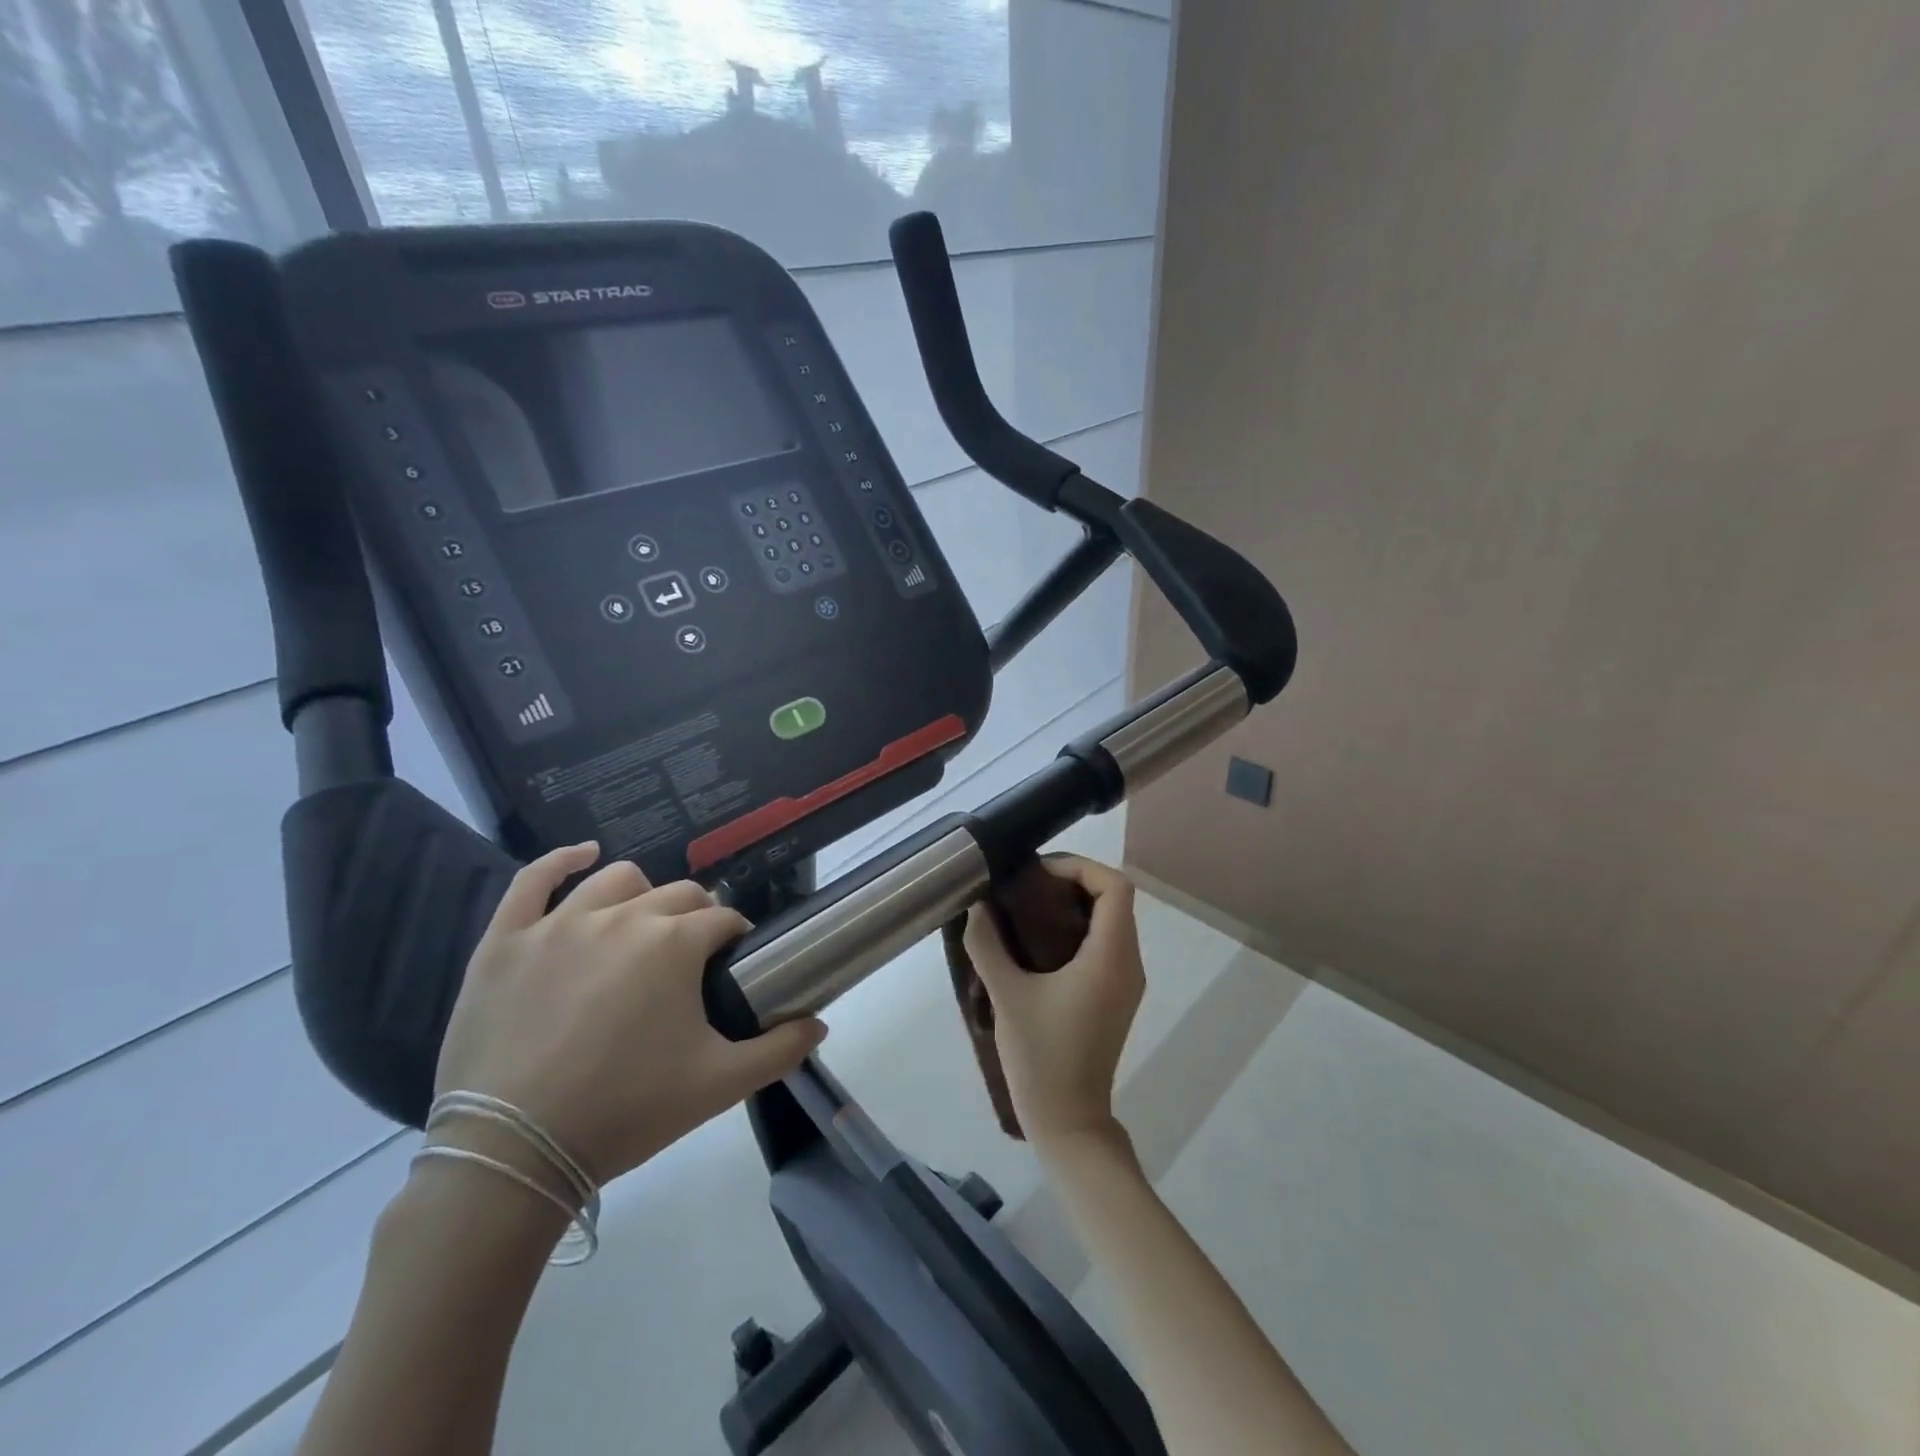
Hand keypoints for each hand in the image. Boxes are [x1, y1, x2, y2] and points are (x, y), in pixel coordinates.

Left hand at [433, 842, 826, 1186]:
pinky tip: (583, 856)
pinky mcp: (506, 939)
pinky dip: (562, 860)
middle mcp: (623, 917)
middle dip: (697, 917)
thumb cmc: (625, 1112)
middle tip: (692, 959)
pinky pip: (534, 878)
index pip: (724, 921)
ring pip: (617, 879)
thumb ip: (779, 1050)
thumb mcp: (718, 1086)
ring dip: (643, 895)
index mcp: (675, 944)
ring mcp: (559, 923)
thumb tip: (819, 1025)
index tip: (733, 965)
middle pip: (679, 895)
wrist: (511, 1153)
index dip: (735, 939)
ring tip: (643, 925)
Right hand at [963, 855, 1144, 1146]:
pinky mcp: (1118, 996)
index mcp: (1110, 958)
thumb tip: (977, 905)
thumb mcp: (1006, 996)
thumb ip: (987, 944)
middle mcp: (1128, 963)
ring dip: (1077, 904)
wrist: (1069, 1120)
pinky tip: (1041, 942)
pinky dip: (1080, 928)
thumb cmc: (1040, 1057)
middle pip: (1115, 898)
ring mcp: (1127, 981)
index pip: (1116, 887)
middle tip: (1028, 887)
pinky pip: (1108, 943)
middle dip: (1074, 881)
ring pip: (1113, 920)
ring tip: (1030, 909)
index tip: (1039, 874)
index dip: (1080, 867)